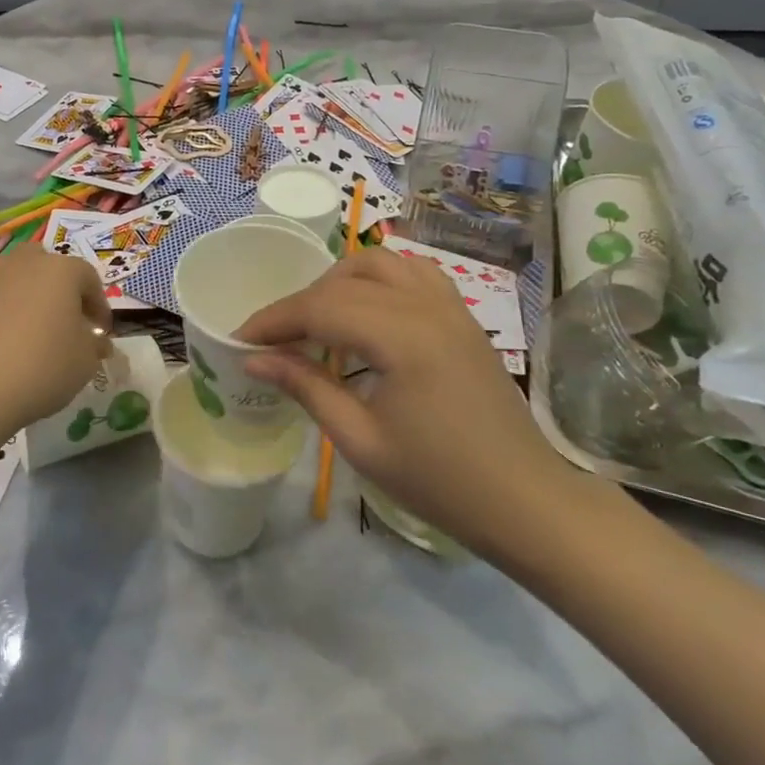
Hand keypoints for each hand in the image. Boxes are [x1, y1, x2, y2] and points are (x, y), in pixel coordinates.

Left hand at [0, 244, 111, 431]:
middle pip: (47, 266)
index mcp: (60, 270)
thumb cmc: (42, 367)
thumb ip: (94, 345)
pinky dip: (1, 316)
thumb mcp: (85, 361)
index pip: (89, 279)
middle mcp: (23, 264)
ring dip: (28, 299)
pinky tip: (4, 347)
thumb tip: (93, 340)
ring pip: (16, 281)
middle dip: (60, 290)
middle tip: (66, 322)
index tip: (100, 333)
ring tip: (33, 334)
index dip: (99, 306)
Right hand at [237, 247, 579, 557]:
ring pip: (380, 263)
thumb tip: (254, 360)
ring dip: (338, 282)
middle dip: (300, 303)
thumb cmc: (439, 481)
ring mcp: (450, 306)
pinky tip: (366, 312)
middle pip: (344, 279)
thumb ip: (306, 387)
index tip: (240, 340)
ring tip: (318, 321)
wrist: (525, 501)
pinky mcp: (462, 316)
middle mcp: (427, 306)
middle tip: (276, 340)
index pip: (321, 307)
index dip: (274, 320)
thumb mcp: (360, 441)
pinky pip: (412, 273)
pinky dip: (377, 280)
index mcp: (402, 337)